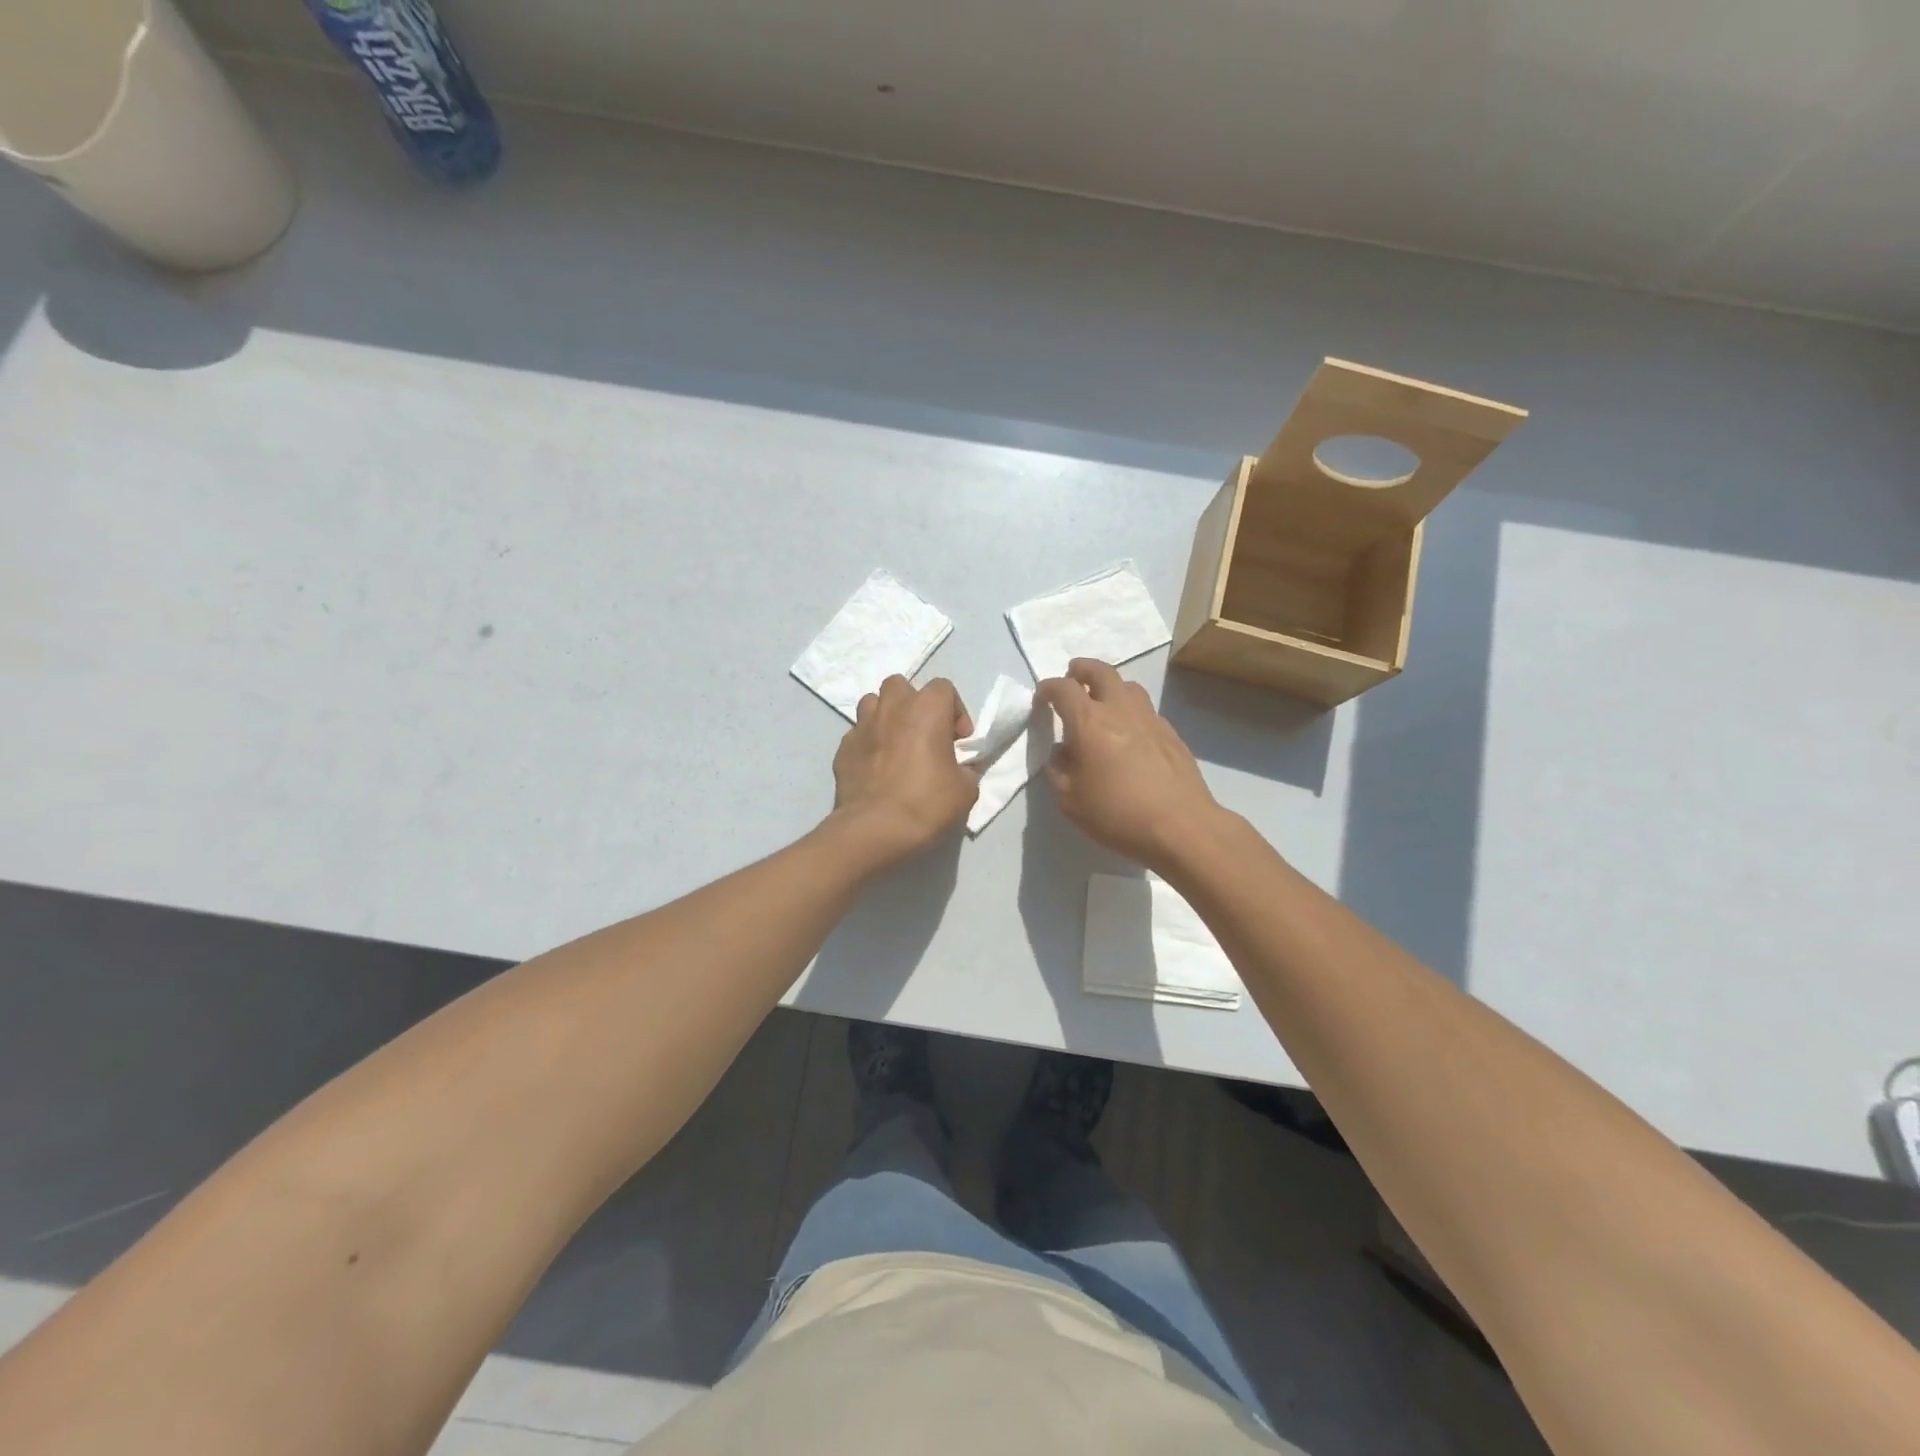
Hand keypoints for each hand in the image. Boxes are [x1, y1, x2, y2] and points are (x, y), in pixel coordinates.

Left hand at [830, 675, 978, 869]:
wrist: (874, 830)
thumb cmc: (926, 804)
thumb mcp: (966, 790)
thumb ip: (966, 769)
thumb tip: (959, 768)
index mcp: (926, 709)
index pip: (944, 688)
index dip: (955, 712)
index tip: (958, 741)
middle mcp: (892, 708)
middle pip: (901, 686)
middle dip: (913, 704)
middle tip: (923, 734)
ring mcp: (862, 726)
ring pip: (872, 704)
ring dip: (886, 717)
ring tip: (895, 744)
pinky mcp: (842, 749)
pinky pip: (857, 735)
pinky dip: (868, 744)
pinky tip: (875, 768)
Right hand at [1037, 659, 1225, 871]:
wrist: (1180, 826)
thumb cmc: (1117, 814)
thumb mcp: (1070, 801)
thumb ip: (1059, 770)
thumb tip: (1062, 753)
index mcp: (1089, 722)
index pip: (1063, 689)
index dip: (1048, 689)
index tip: (1041, 699)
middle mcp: (1120, 710)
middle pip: (1101, 671)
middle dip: (1082, 670)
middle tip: (1073, 676)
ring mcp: (1150, 719)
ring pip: (1128, 686)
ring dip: (1110, 687)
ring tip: (1102, 703)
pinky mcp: (1171, 734)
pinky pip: (1145, 710)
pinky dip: (1130, 711)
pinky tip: (1129, 734)